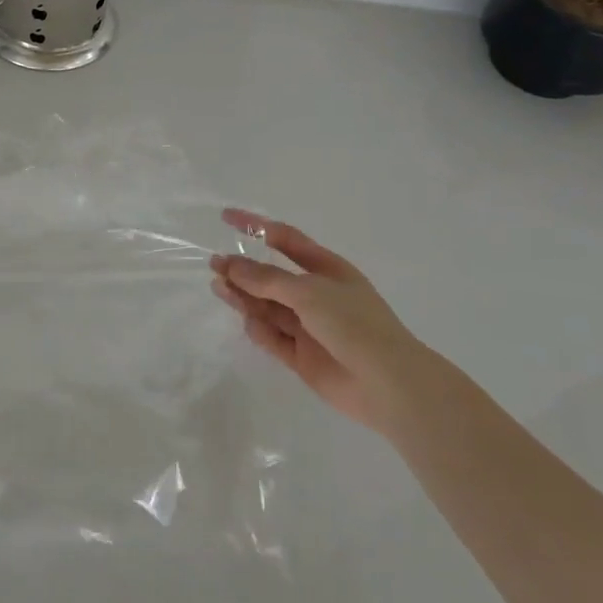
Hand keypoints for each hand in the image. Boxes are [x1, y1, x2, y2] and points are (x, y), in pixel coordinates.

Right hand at [210, 209, 429, 433]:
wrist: (388, 384)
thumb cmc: (354, 324)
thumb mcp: (308, 292)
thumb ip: (266, 279)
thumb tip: (230, 265)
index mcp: (326, 269)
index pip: (285, 239)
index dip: (256, 226)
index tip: (226, 218)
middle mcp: (316, 295)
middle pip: (271, 277)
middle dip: (244, 270)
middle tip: (214, 266)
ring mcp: (309, 326)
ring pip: (268, 306)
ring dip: (244, 297)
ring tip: (219, 289)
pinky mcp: (302, 356)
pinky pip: (274, 338)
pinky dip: (260, 330)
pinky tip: (250, 324)